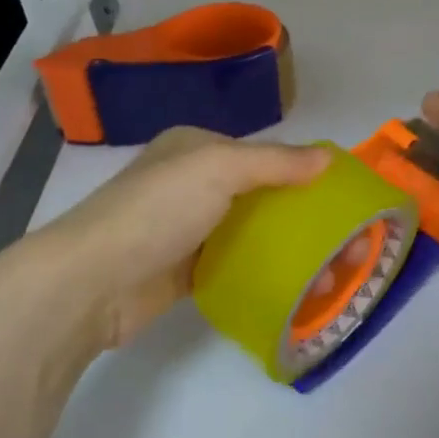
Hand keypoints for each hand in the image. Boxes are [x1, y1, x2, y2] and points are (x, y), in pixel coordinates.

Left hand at [40, 127, 329, 349]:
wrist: (93, 282)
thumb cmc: (157, 210)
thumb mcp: (218, 167)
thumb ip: (275, 161)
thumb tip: (328, 156)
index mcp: (196, 148)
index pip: (264, 154)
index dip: (305, 173)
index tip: (343, 202)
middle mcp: (192, 183)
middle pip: (262, 196)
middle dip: (303, 218)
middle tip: (345, 247)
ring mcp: (187, 229)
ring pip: (251, 234)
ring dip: (289, 250)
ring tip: (329, 275)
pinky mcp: (184, 271)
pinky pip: (235, 265)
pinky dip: (264, 273)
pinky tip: (295, 289)